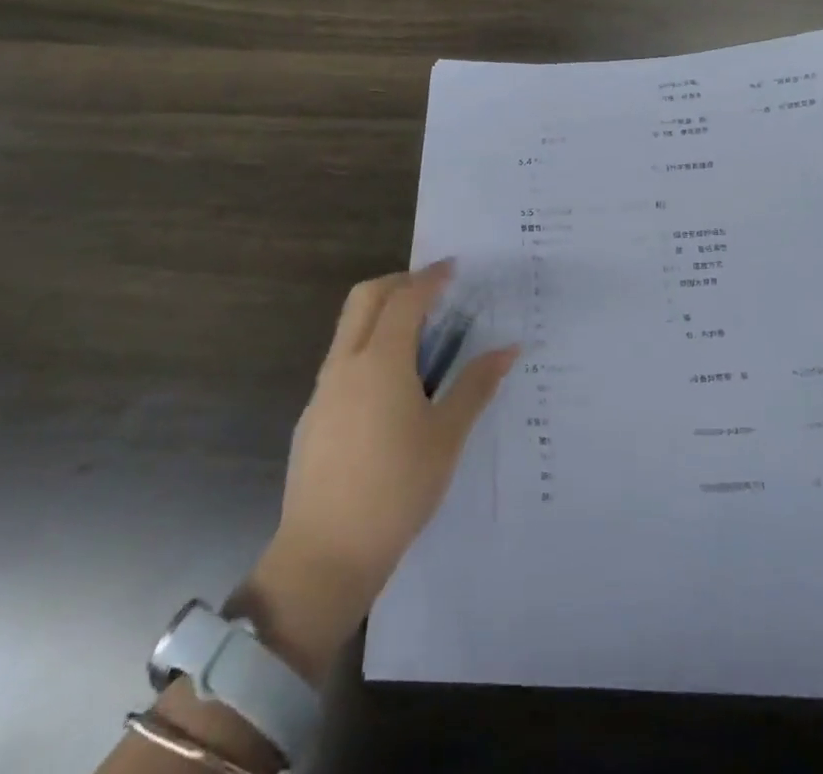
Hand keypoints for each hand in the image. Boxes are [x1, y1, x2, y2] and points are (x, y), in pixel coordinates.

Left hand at [244, 262, 517, 679]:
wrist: (325, 555)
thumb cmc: (397, 490)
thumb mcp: (447, 437)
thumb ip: (476, 386)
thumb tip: (509, 348)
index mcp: (381, 361)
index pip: (406, 299)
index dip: (431, 278)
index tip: (453, 268)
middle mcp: (346, 363)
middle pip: (366, 298)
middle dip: (398, 282)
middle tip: (432, 290)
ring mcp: (324, 389)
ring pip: (349, 327)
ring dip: (380, 313)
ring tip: (418, 335)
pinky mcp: (313, 416)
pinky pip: (342, 360)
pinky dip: (368, 347)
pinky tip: (391, 386)